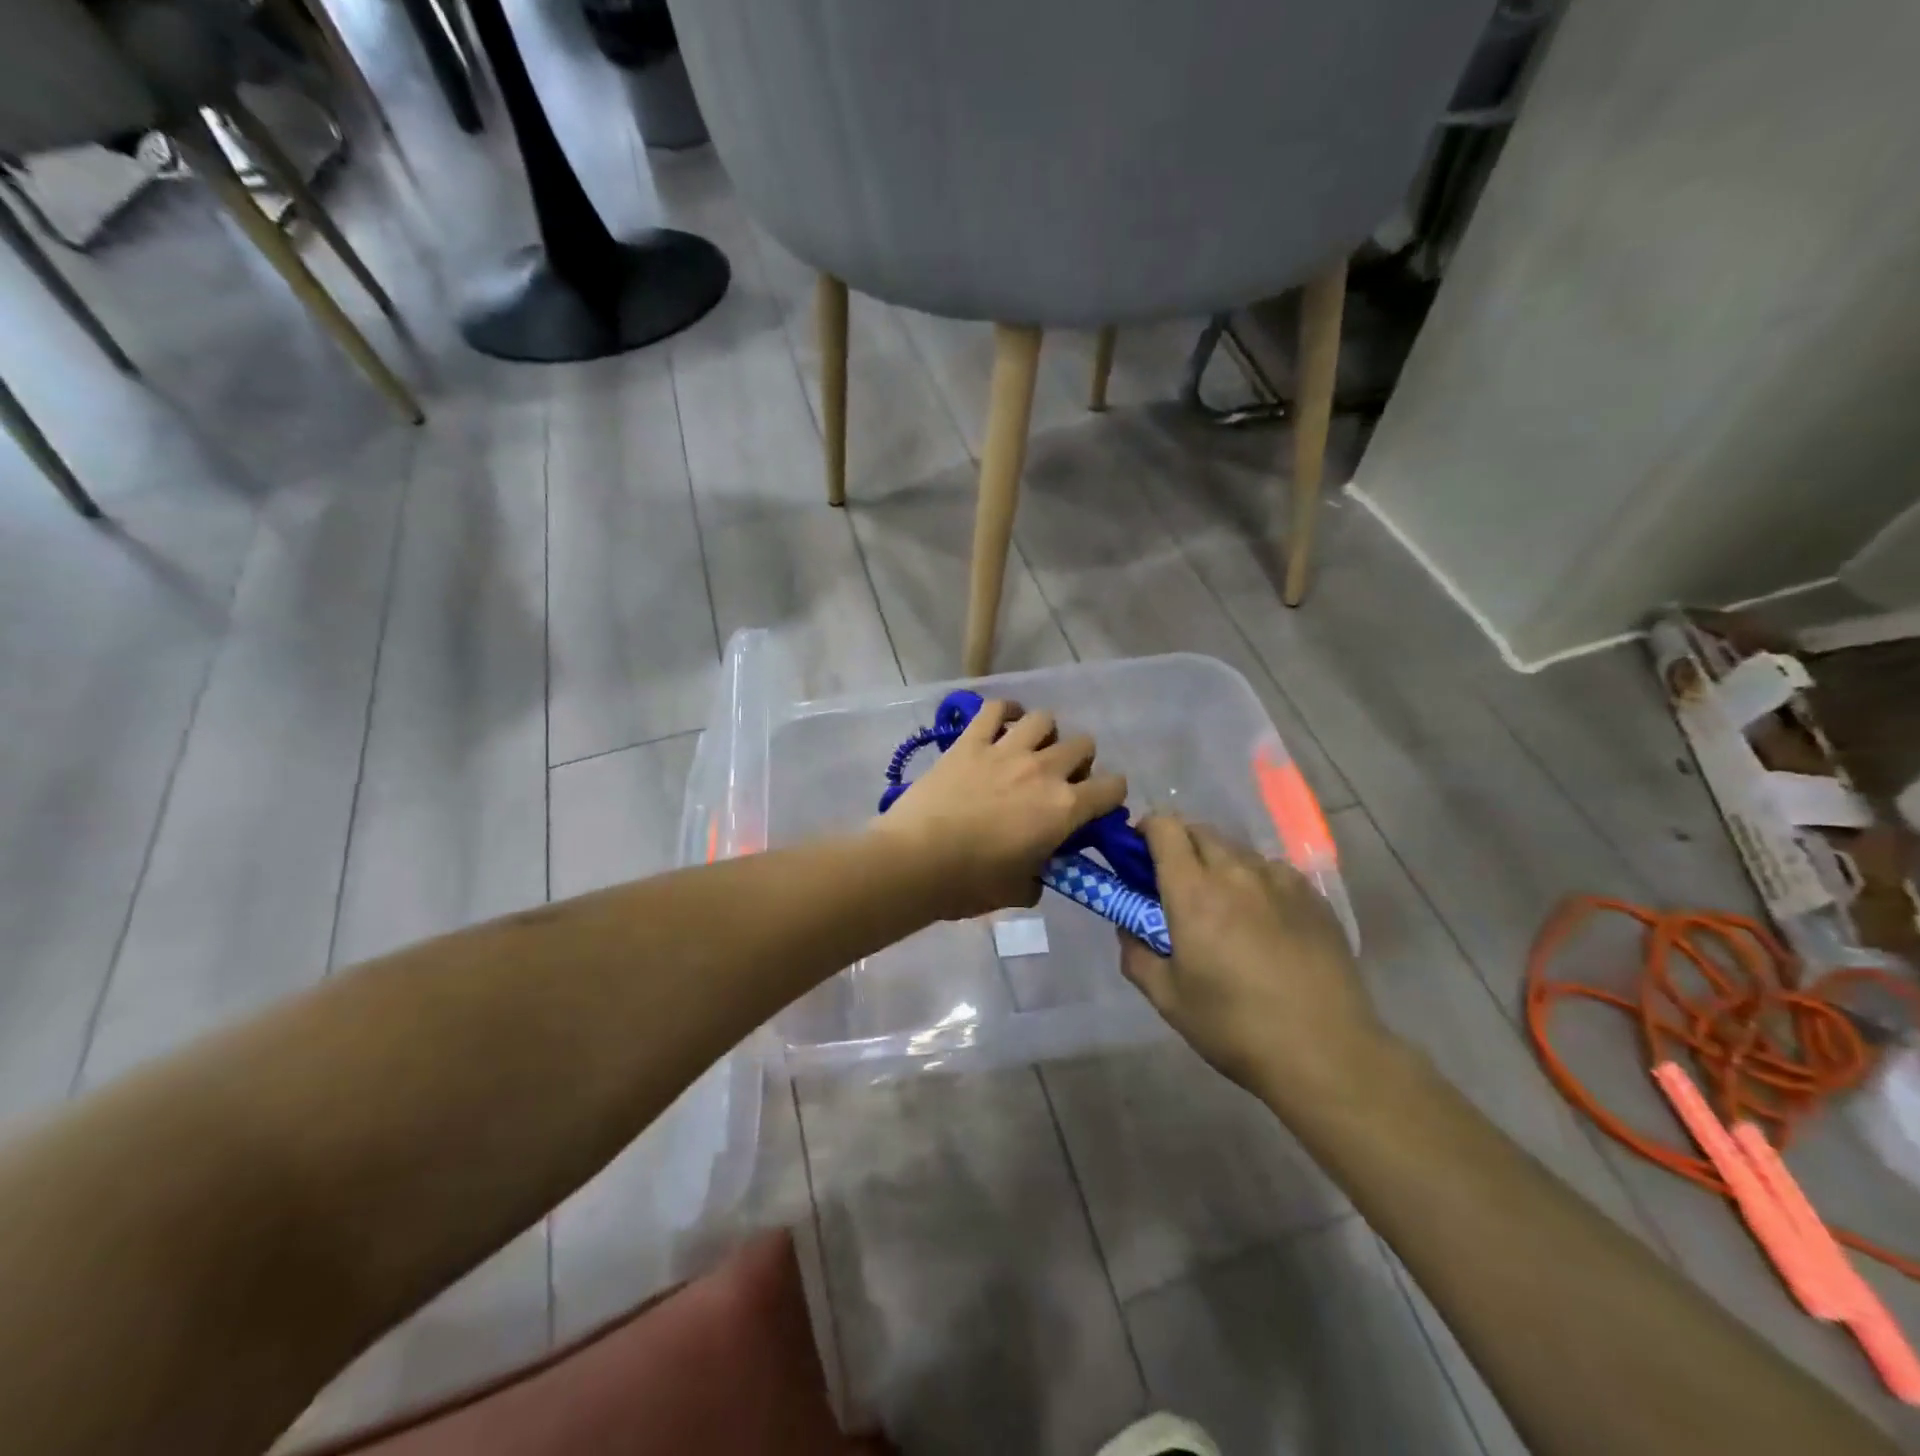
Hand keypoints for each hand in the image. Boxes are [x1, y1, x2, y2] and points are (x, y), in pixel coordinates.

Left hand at [874, 700, 1126, 920]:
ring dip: (1044, 733)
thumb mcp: (1020, 891)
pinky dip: (1004, 711)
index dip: (1111, 795)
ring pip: (1044, 718)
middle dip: (1079, 760)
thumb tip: (1038, 871)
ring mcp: (1006, 750)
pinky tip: (1002, 722)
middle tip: (1059, 780)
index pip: (1113, 787)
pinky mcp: (970, 741)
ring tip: (1030, 749)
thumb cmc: (971, 883)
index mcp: (1064, 808)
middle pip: (1083, 744)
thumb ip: (1040, 876)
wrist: (917, 860)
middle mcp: (1044, 770)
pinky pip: (995, 709)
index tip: (1096, 806)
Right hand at [1119, 816, 1395, 1114]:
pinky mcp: (1313, 896)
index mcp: (1194, 892)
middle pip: (1199, 831)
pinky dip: (1254, 882)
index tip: (1137, 856)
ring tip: (1222, 908)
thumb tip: (1128, 928)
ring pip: (1236, 851)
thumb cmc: (1235, 1027)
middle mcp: (1236, 872)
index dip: (1145, 831)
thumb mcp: (1168, 999)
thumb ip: (1136, 954)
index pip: (1163, 827)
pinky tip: (1263, 923)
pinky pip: (1272, 871)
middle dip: (1178, 846)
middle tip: (1174, 886)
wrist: (1327, 1053)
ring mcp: (1280, 880)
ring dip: (1217, 864)